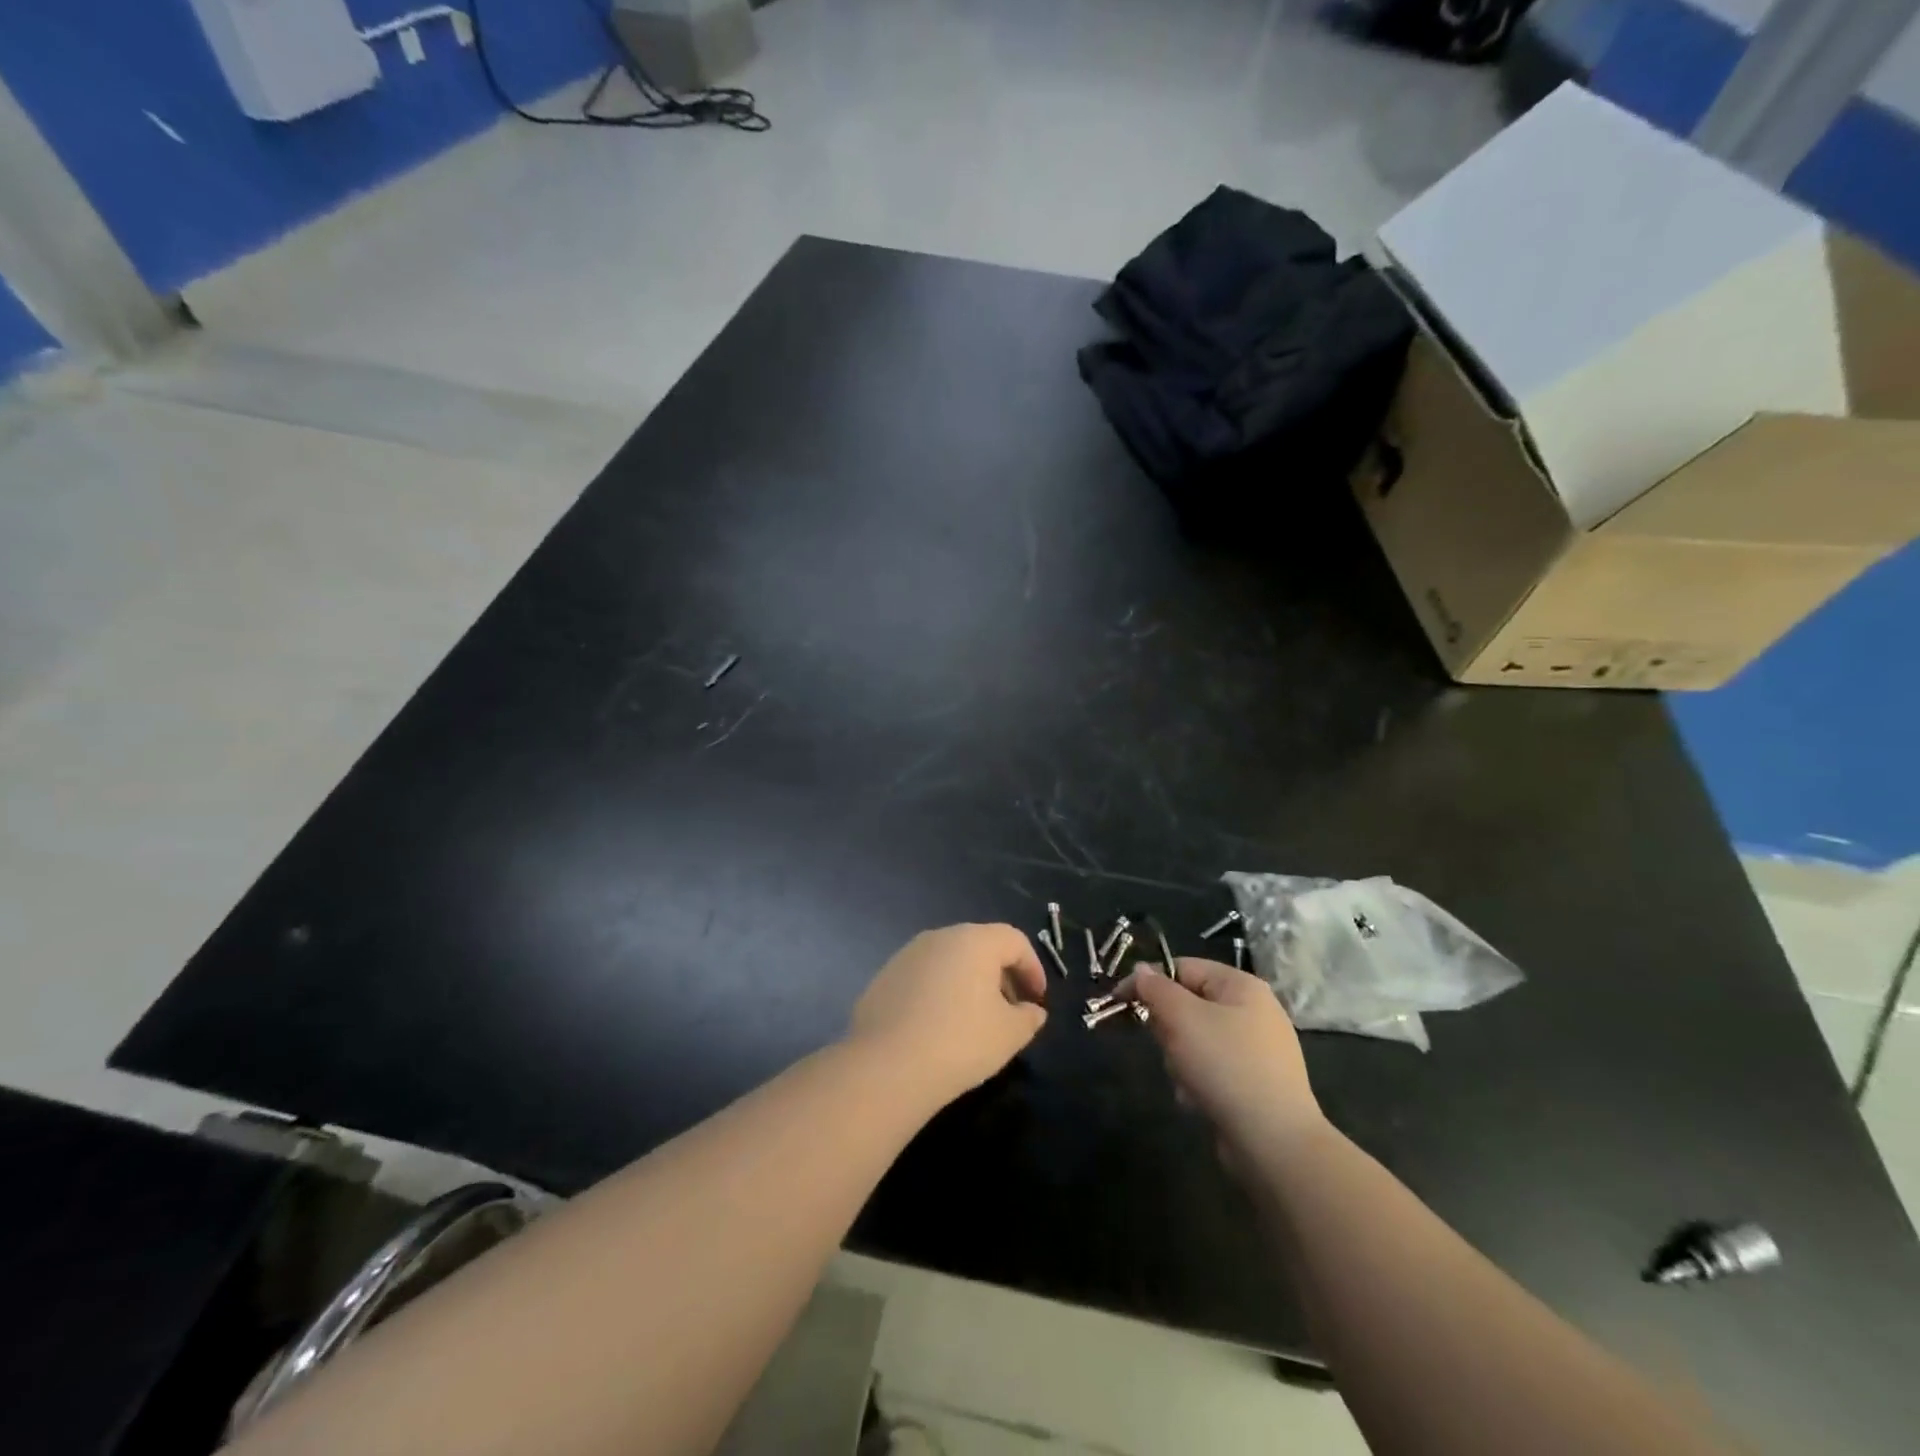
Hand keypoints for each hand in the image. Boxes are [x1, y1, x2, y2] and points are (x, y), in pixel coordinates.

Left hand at [849, 924, 1047, 1103]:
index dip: (1032, 968)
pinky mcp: (885, 976)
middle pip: (981, 946)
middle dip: (1001, 975)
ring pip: (950, 960)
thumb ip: (1029, 1017)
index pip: (1014, 940)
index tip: (1037, 1000)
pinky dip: (940, 993)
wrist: (886, 1065)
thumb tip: (1032, 1011)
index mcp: (974, 940)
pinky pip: (924, 977)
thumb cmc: (960, 1042)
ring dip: (969, 983)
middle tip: (1011, 1011)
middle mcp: (940, 937)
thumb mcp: (1009, 1034)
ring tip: (975, 1021)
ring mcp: (907, 954)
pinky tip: (939, 1028)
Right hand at [1119, 959, 1322, 1160]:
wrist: (1273, 1142)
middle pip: (1188, 1005)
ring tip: (1188, 1081)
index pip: (1182, 967)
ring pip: (1196, 1040)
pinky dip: (1198, 1082)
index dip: (1148, 981)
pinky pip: (1212, 1069)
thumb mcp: (1181, 1018)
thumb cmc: (1225, 1066)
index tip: (1119, 1002)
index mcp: (1241, 986)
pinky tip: (1200, 1101)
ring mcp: (1257, 1050)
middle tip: (1168, 1048)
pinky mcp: (1255, 1084)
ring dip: (1180, 1060)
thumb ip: (1156, 989)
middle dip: (1170, 1029)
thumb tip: (1140, 970)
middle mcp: (1254, 1011)